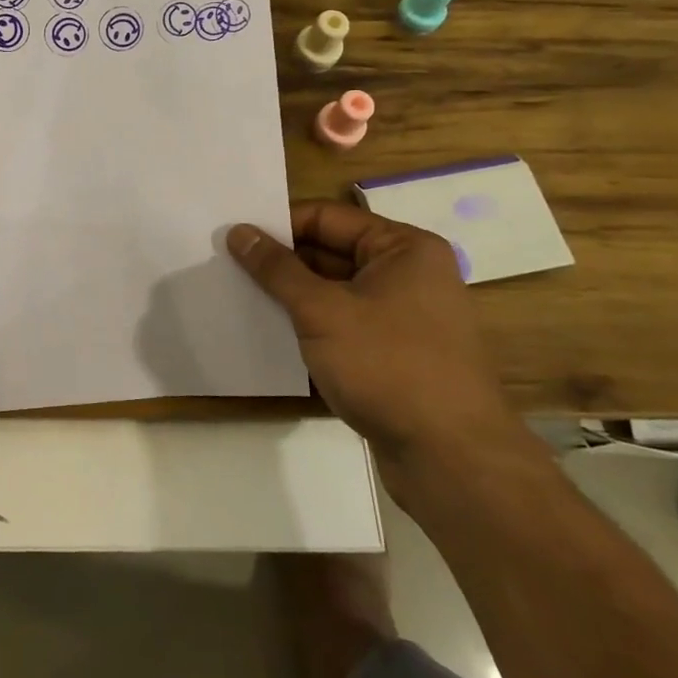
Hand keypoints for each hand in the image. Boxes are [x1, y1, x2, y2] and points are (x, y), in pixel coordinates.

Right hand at [227, 202, 533, 498]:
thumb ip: (276, 269)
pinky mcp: (394, 354)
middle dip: (281, 261)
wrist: (451, 459)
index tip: (233, 235)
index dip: (279, 224)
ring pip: (334, 292)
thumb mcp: (322, 311)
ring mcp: (403, 317)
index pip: (327, 218)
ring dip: (292, 296)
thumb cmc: (388, 366)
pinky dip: (310, 326)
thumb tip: (239, 232)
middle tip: (226, 265)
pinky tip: (270, 333)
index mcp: (403, 248)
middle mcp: (408, 275)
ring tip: (238, 295)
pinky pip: (343, 325)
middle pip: (331, 252)